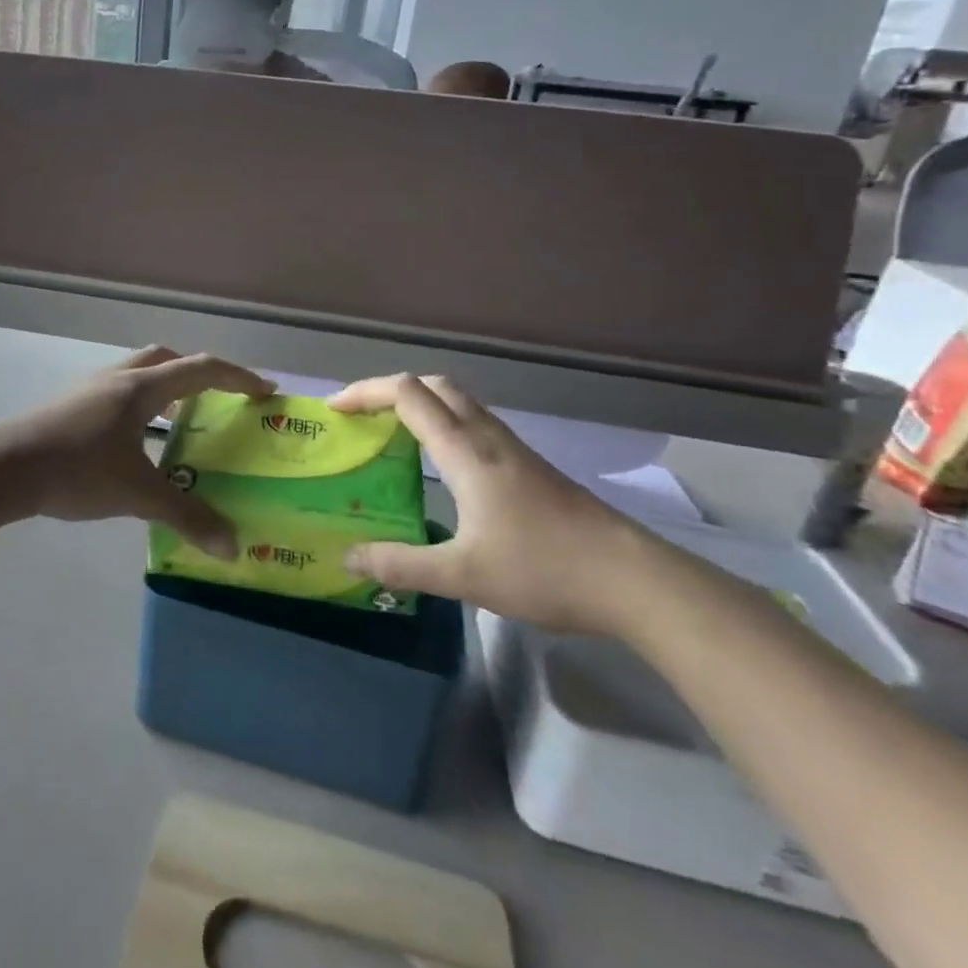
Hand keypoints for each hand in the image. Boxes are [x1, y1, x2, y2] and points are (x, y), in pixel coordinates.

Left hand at [0, 347, 274, 555]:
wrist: (2, 468)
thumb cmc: (76, 470)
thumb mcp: (137, 494)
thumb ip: (187, 517)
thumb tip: (232, 546)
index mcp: (140, 388)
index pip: (201, 370)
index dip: (238, 377)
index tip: (265, 391)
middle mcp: (116, 379)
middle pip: (166, 360)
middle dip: (197, 375)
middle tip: (217, 401)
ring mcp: (88, 391)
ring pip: (137, 375)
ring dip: (163, 390)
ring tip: (178, 425)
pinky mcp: (68, 408)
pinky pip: (116, 396)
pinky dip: (138, 409)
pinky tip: (134, 446)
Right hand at [328, 374, 646, 633]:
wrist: (632, 580)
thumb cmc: (543, 569)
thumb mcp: (462, 575)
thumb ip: (400, 565)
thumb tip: (348, 558)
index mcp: (465, 451)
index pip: (408, 394)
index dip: (366, 392)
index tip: (335, 410)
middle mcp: (487, 438)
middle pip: (434, 386)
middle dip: (390, 391)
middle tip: (361, 418)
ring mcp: (513, 450)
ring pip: (458, 403)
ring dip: (419, 405)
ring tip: (392, 436)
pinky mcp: (530, 467)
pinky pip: (474, 425)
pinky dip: (443, 426)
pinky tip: (441, 467)